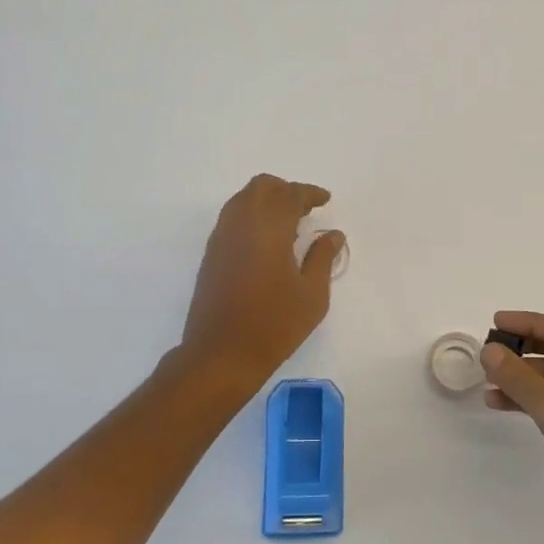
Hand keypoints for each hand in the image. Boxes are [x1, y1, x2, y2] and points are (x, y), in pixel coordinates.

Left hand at [180, 175, 343, 384]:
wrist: (221, 355)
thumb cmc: (274, 325)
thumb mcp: (312, 295)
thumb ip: (322, 258)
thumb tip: (333, 234)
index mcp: (269, 229)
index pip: (289, 195)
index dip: (309, 193)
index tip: (325, 200)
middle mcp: (241, 225)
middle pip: (261, 188)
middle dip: (285, 190)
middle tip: (305, 209)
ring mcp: (221, 239)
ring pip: (242, 200)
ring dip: (266, 201)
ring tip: (288, 224)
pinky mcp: (211, 255)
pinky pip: (232, 218)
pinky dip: (251, 216)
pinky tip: (267, 241)